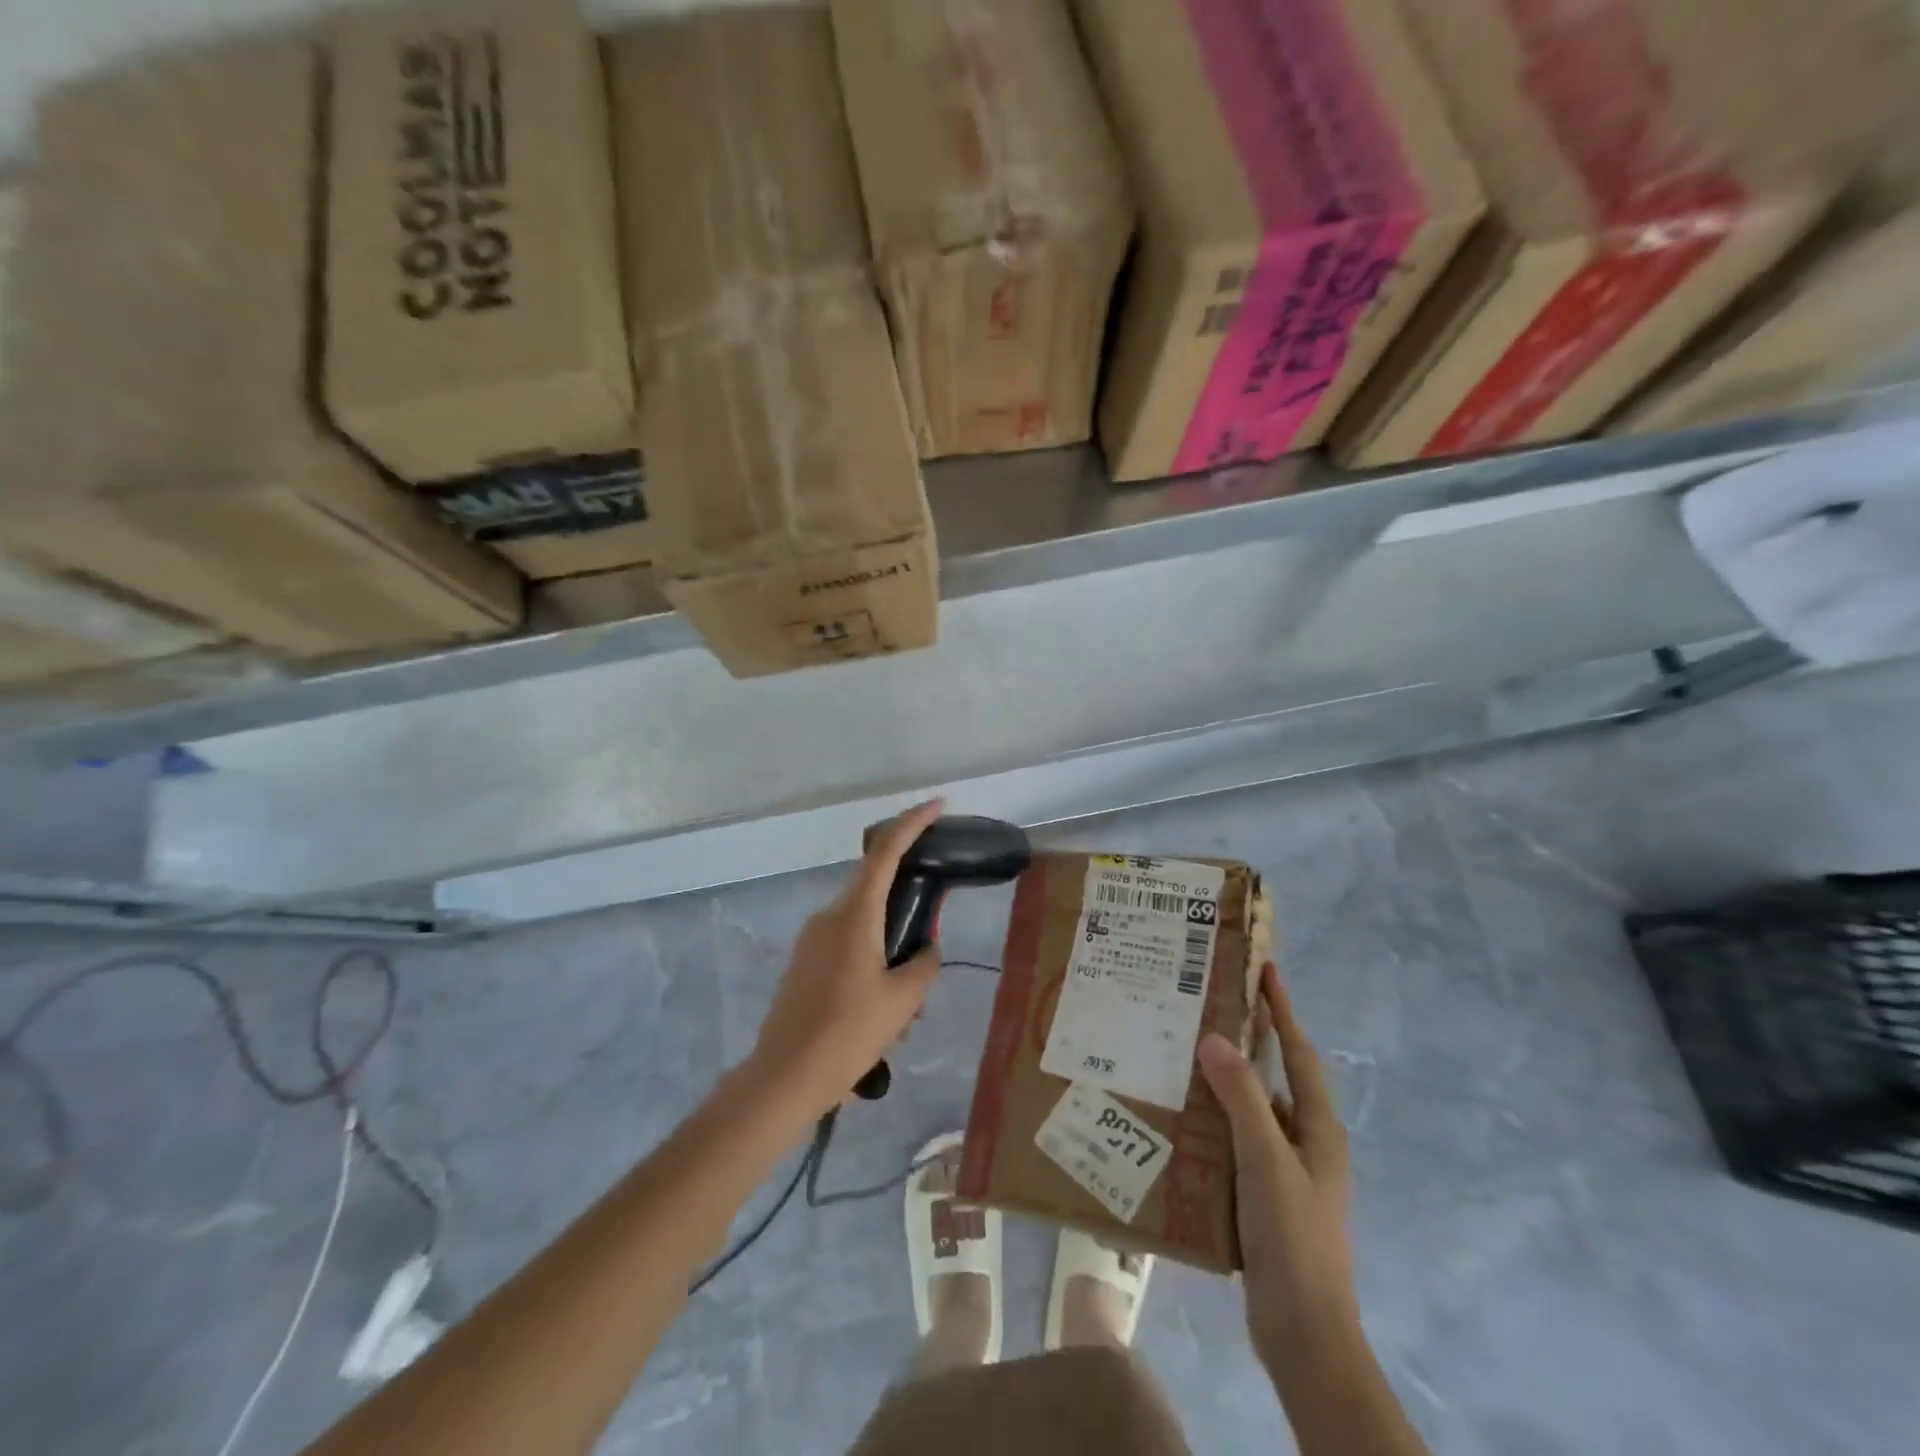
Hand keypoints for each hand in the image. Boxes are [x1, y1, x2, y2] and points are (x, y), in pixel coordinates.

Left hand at [745, 798, 947, 1121]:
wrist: (784, 1077)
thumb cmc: (848, 1033)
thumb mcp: (903, 1001)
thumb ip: (924, 963)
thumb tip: (925, 949)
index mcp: (855, 914)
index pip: (886, 851)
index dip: (913, 822)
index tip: (938, 806)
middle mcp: (831, 915)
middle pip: (877, 887)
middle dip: (909, 907)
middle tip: (930, 944)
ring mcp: (813, 937)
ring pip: (864, 922)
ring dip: (890, 944)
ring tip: (907, 1003)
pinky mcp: (805, 960)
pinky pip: (848, 943)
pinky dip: (871, 958)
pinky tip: (881, 1010)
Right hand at [1199, 964, 1359, 1386]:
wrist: (1304, 1332)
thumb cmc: (1293, 1238)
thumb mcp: (1266, 1161)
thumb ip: (1242, 1099)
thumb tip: (1214, 1037)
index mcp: (1317, 1128)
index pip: (1299, 1052)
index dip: (1282, 1010)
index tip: (1265, 970)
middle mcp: (1306, 1141)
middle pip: (1276, 1075)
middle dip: (1249, 1039)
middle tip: (1207, 1004)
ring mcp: (1286, 1169)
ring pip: (1252, 1108)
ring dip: (1225, 1080)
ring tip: (1181, 1051)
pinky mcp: (1264, 1194)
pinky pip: (1237, 1139)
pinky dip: (1214, 1119)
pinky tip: (1181, 1116)